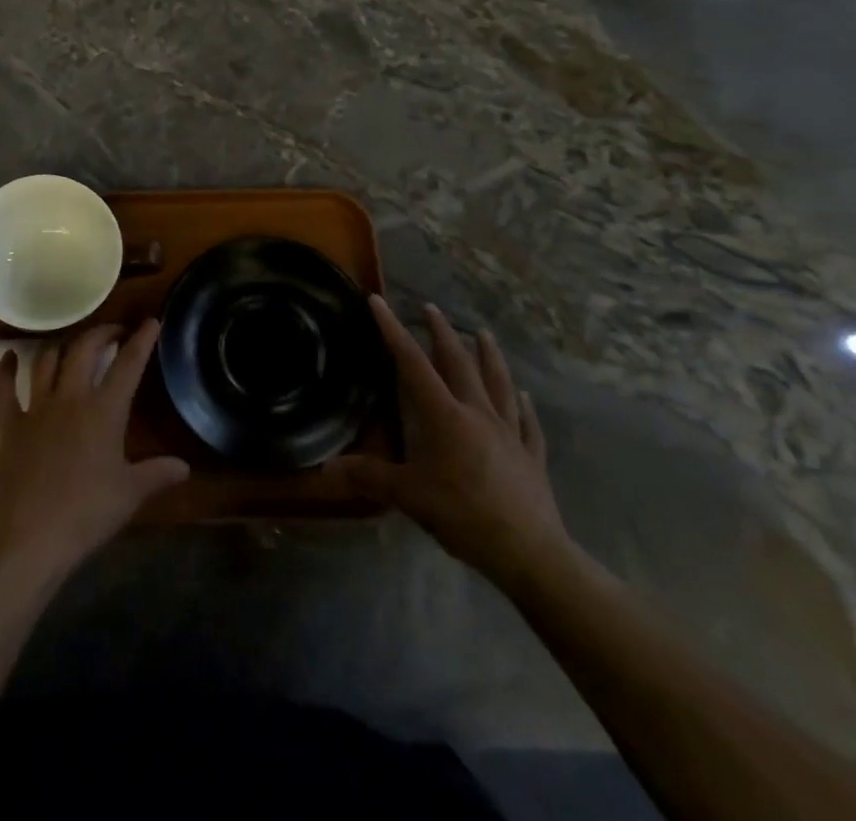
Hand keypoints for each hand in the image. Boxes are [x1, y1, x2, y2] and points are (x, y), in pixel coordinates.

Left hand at [0, 320, 189, 579]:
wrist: (31, 536)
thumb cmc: (86, 514)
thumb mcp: (130, 494)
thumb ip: (157, 474)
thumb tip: (185, 467)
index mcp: (104, 411)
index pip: (128, 366)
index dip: (141, 341)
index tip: (150, 321)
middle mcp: (70, 398)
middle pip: (84, 350)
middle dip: (101, 333)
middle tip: (113, 332)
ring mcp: (36, 408)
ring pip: (47, 361)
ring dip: (61, 346)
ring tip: (72, 344)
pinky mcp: (10, 425)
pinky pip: (3, 389)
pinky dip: (4, 370)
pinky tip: (8, 357)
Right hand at [329, 297, 571, 591]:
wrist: (530, 553)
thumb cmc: (463, 515)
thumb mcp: (408, 496)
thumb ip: (368, 477)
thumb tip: (323, 469)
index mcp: (444, 416)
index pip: (412, 364)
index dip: (393, 331)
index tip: (379, 301)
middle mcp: (477, 414)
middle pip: (459, 364)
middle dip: (442, 333)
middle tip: (431, 308)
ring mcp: (509, 433)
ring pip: (499, 384)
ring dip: (489, 356)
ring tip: (483, 333)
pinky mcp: (532, 457)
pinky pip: (527, 423)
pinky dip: (524, 406)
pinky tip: (524, 396)